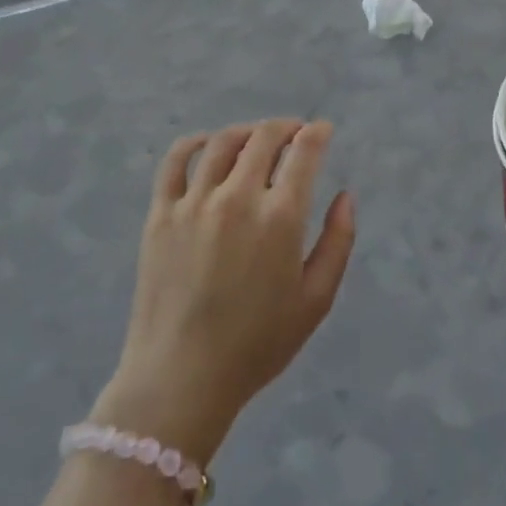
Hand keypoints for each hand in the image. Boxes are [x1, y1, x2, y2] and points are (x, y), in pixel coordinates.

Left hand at [94, 121, 356, 463]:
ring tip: (257, 138)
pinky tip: (209, 144)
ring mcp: (194, 202)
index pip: (303, 153)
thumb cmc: (258, 345)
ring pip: (223, 142)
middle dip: (286, 127)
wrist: (181, 377)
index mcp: (280, 218)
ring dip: (247, 132)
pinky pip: (177, 160)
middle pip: (264, 137)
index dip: (317, 133)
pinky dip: (197, 142)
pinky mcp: (160, 212)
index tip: (323, 129)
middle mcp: (238, 197)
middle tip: (295, 132)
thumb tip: (345, 196)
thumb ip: (338, 242)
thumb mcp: (316, 301)